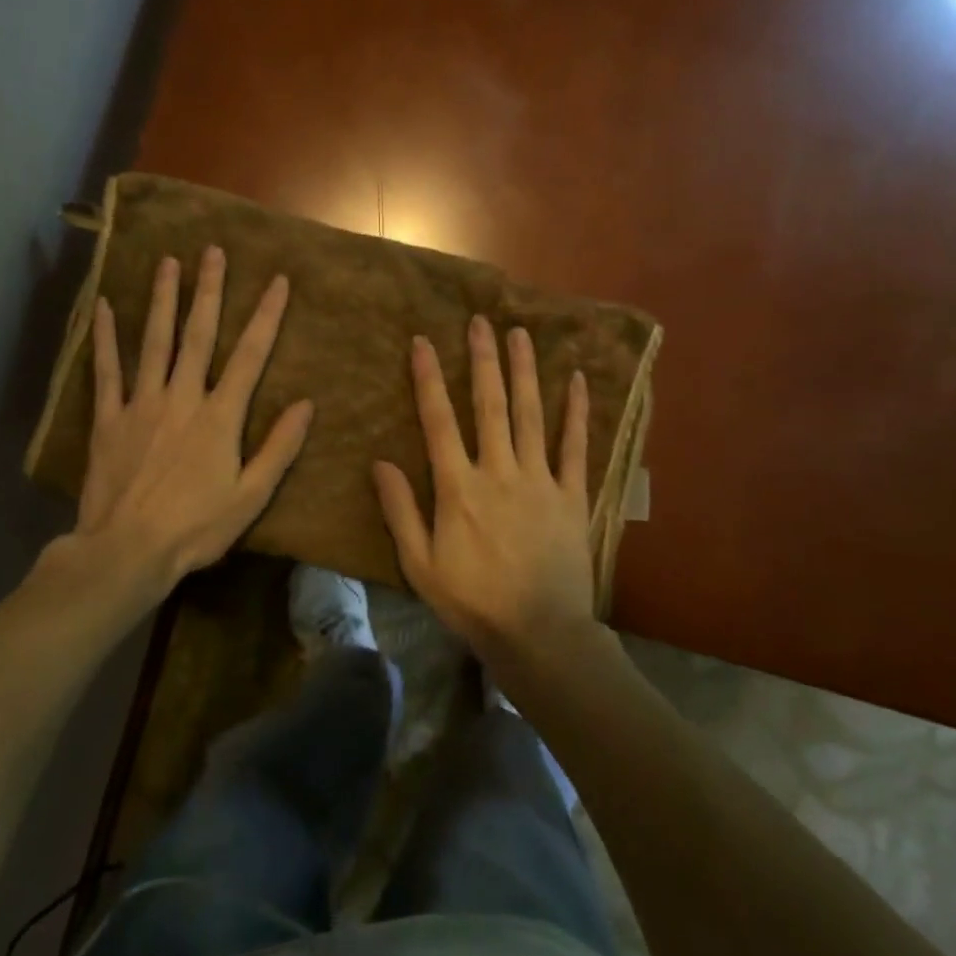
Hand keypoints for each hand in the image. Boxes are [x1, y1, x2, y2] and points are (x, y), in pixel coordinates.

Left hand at [61, 246, 313, 603]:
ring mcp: (141, 404)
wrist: (127, 551)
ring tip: (168, 262)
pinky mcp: (108, 419)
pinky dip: (106, 338)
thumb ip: (279, 447)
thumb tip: (306, 403)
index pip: (250, 355)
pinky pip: (106, 371)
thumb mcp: (251, 496)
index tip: (277, 281)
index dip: (266, 316)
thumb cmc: (196, 527)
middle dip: (208, 290)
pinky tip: (104, 307)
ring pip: (154, 342)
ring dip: (162, 300)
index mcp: (219, 416)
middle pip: (198, 335)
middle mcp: (182, 398)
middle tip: (212, 251)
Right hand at [373, 315, 594, 659]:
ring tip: (519, 333)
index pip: (438, 421)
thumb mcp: (420, 564)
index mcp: (458, 487)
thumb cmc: (472, 602)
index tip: (423, 342)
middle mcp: (498, 471)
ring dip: (524, 371)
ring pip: (530, 414)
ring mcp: (539, 479)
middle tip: (480, 321)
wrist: (539, 634)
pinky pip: (575, 446)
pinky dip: (575, 411)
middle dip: (483, 360)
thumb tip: (379, 462)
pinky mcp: (571, 495)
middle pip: (489, 405)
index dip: (429, 379)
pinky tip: (576, 379)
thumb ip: (400, 510)